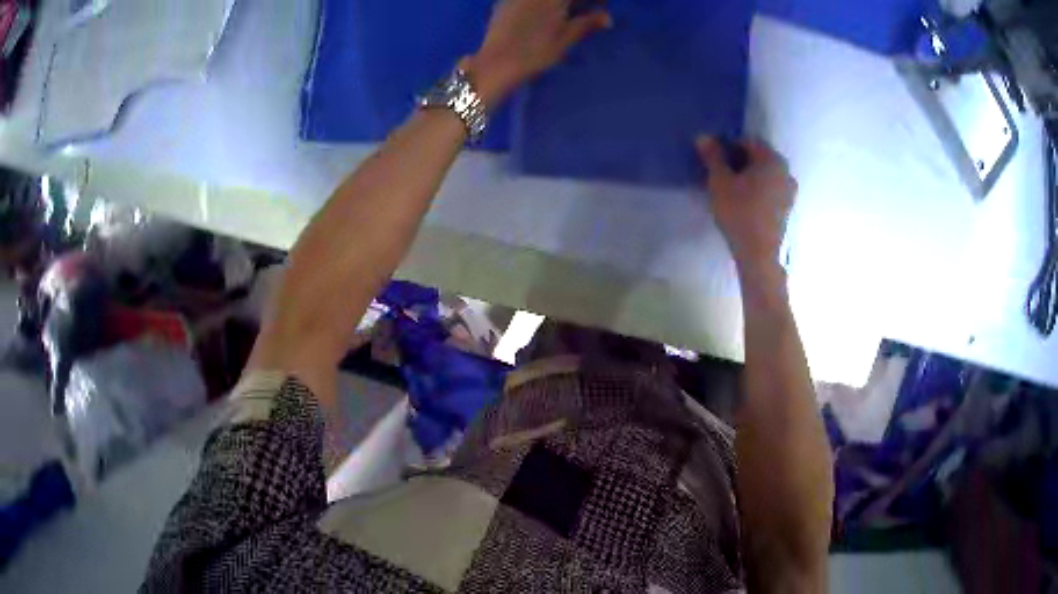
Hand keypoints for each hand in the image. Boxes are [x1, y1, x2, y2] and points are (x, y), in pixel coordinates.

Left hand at [462, 0, 611, 106]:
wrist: (496, 64)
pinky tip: (543, 16)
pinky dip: (541, 6)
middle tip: (588, 10)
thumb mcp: (565, 39)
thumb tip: (607, 17)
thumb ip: (586, 24)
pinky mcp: (503, 4)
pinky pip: (527, 2)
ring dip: (559, 5)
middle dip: (577, 2)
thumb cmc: (534, 54)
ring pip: (546, 1)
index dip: (595, 1)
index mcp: (552, 0)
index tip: (603, 6)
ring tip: (567, 14)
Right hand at [696, 136, 796, 274]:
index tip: (714, 160)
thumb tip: (704, 136)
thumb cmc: (739, 212)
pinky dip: (757, 191)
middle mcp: (786, 171)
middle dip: (739, 162)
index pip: (747, 141)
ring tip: (730, 190)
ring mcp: (790, 191)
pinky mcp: (787, 209)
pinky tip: (744, 203)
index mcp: (772, 159)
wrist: (758, 254)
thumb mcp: (720, 181)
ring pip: (765, 175)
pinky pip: (770, 190)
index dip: (727, 146)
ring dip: (749, 177)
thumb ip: (713, 157)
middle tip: (720, 175)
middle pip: (758, 158)